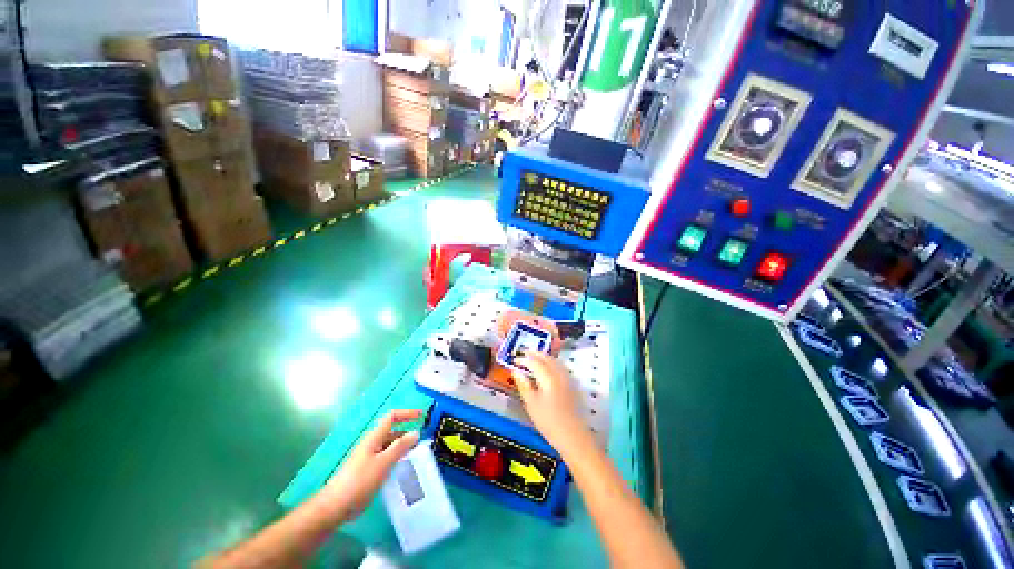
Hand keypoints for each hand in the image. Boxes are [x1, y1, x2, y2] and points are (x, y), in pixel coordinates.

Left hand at [320, 409, 421, 520]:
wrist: (335, 506)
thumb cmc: (359, 481)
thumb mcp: (383, 463)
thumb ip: (400, 447)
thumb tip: (416, 432)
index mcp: (374, 437)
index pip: (392, 417)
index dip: (407, 413)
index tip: (421, 416)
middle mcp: (371, 443)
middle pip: (392, 430)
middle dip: (407, 431)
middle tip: (422, 440)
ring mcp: (369, 456)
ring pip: (389, 445)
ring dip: (402, 446)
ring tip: (416, 454)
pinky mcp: (368, 469)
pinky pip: (386, 457)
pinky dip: (396, 457)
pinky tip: (402, 467)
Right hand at [513, 353, 587, 450]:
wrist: (573, 435)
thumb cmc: (548, 421)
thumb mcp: (531, 404)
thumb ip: (524, 385)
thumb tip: (515, 371)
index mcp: (548, 377)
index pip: (534, 362)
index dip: (523, 359)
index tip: (514, 360)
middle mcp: (559, 373)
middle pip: (546, 358)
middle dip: (535, 354)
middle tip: (524, 352)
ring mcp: (567, 378)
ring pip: (555, 360)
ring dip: (544, 356)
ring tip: (534, 357)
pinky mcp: (572, 384)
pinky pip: (560, 366)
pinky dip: (552, 362)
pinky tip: (548, 367)